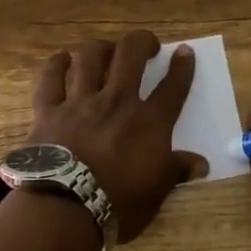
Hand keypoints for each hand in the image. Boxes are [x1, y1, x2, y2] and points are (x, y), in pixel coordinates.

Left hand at [26, 31, 206, 242]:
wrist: (65, 208)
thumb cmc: (118, 203)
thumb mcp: (156, 192)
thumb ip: (177, 171)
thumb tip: (202, 164)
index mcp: (149, 122)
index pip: (173, 87)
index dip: (182, 67)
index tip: (185, 52)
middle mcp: (117, 101)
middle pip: (131, 56)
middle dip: (142, 42)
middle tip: (147, 46)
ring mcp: (80, 102)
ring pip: (90, 58)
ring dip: (101, 48)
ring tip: (107, 50)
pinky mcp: (48, 110)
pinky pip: (50, 78)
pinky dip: (56, 65)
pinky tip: (62, 59)